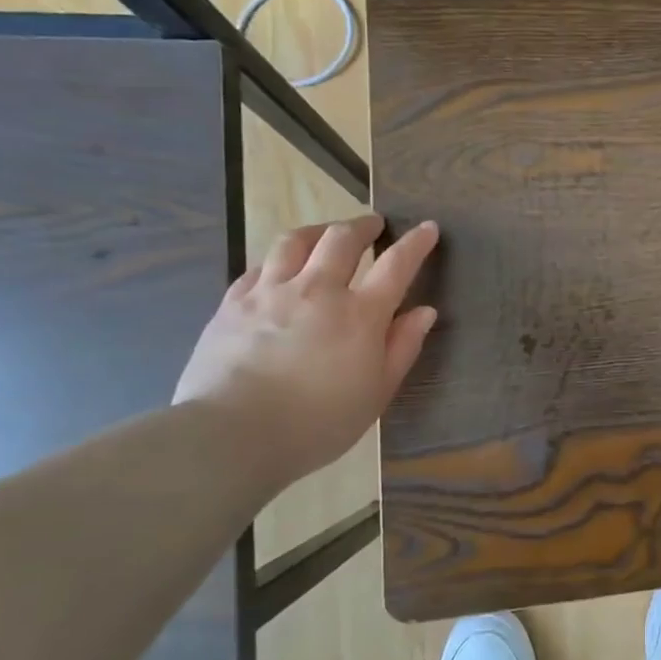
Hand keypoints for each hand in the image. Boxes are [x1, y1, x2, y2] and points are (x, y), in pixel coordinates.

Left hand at [173, 215, 439, 488]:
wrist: (233, 435)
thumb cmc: (319, 423)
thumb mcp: (377, 393)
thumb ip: (402, 347)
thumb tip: (424, 312)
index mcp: (360, 314)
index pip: (396, 265)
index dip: (415, 243)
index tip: (427, 227)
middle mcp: (317, 290)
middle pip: (342, 239)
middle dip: (363, 226)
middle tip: (374, 225)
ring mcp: (270, 292)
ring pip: (295, 241)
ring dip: (318, 230)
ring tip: (326, 233)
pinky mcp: (232, 303)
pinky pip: (259, 266)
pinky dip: (278, 260)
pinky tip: (279, 267)